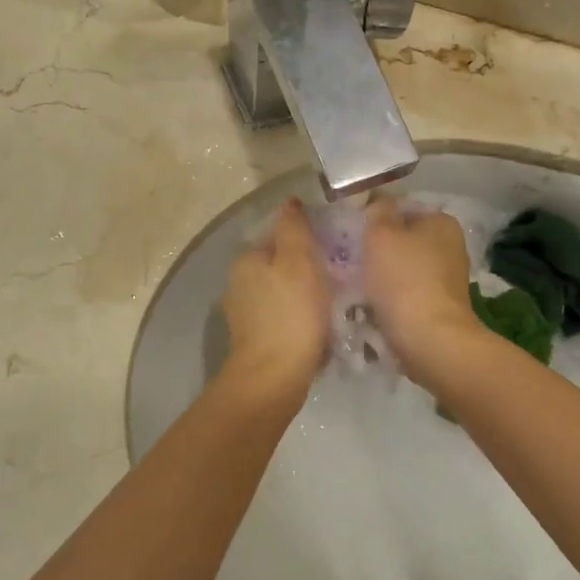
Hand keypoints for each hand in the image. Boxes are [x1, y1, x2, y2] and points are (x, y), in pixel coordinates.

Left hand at [220, 197, 330, 404]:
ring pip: (283, 292)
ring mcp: (245, 314)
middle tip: (340, 276)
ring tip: (336, 303)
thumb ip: (294, 228)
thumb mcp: (299, 261)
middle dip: (307, 268)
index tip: (335, 248)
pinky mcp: (256, 340)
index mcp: (247, 259)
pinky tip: (320, 328)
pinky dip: (301, 318)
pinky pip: (284, 318)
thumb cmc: (291, 314)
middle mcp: (239, 282)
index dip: (308, 238)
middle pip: (281, 264)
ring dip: (306, 294)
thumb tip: (290, 201)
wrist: (274, 377)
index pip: (279, 235)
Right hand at [361, 195, 483, 384]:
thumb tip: (379, 200)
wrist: (430, 340)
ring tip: (358, 290)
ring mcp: (449, 279)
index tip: (352, 236)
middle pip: (403, 241)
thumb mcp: (381, 235)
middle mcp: (451, 245)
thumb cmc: (403, 280)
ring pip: (403, 270)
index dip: (374, 219)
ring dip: (382, 278)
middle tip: (350, 263)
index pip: (401, 209)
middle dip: (378, 251)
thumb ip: (377, 210)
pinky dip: (392, 300)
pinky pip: (408, 295)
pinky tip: (374, 310)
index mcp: (441, 221)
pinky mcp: (442, 307)